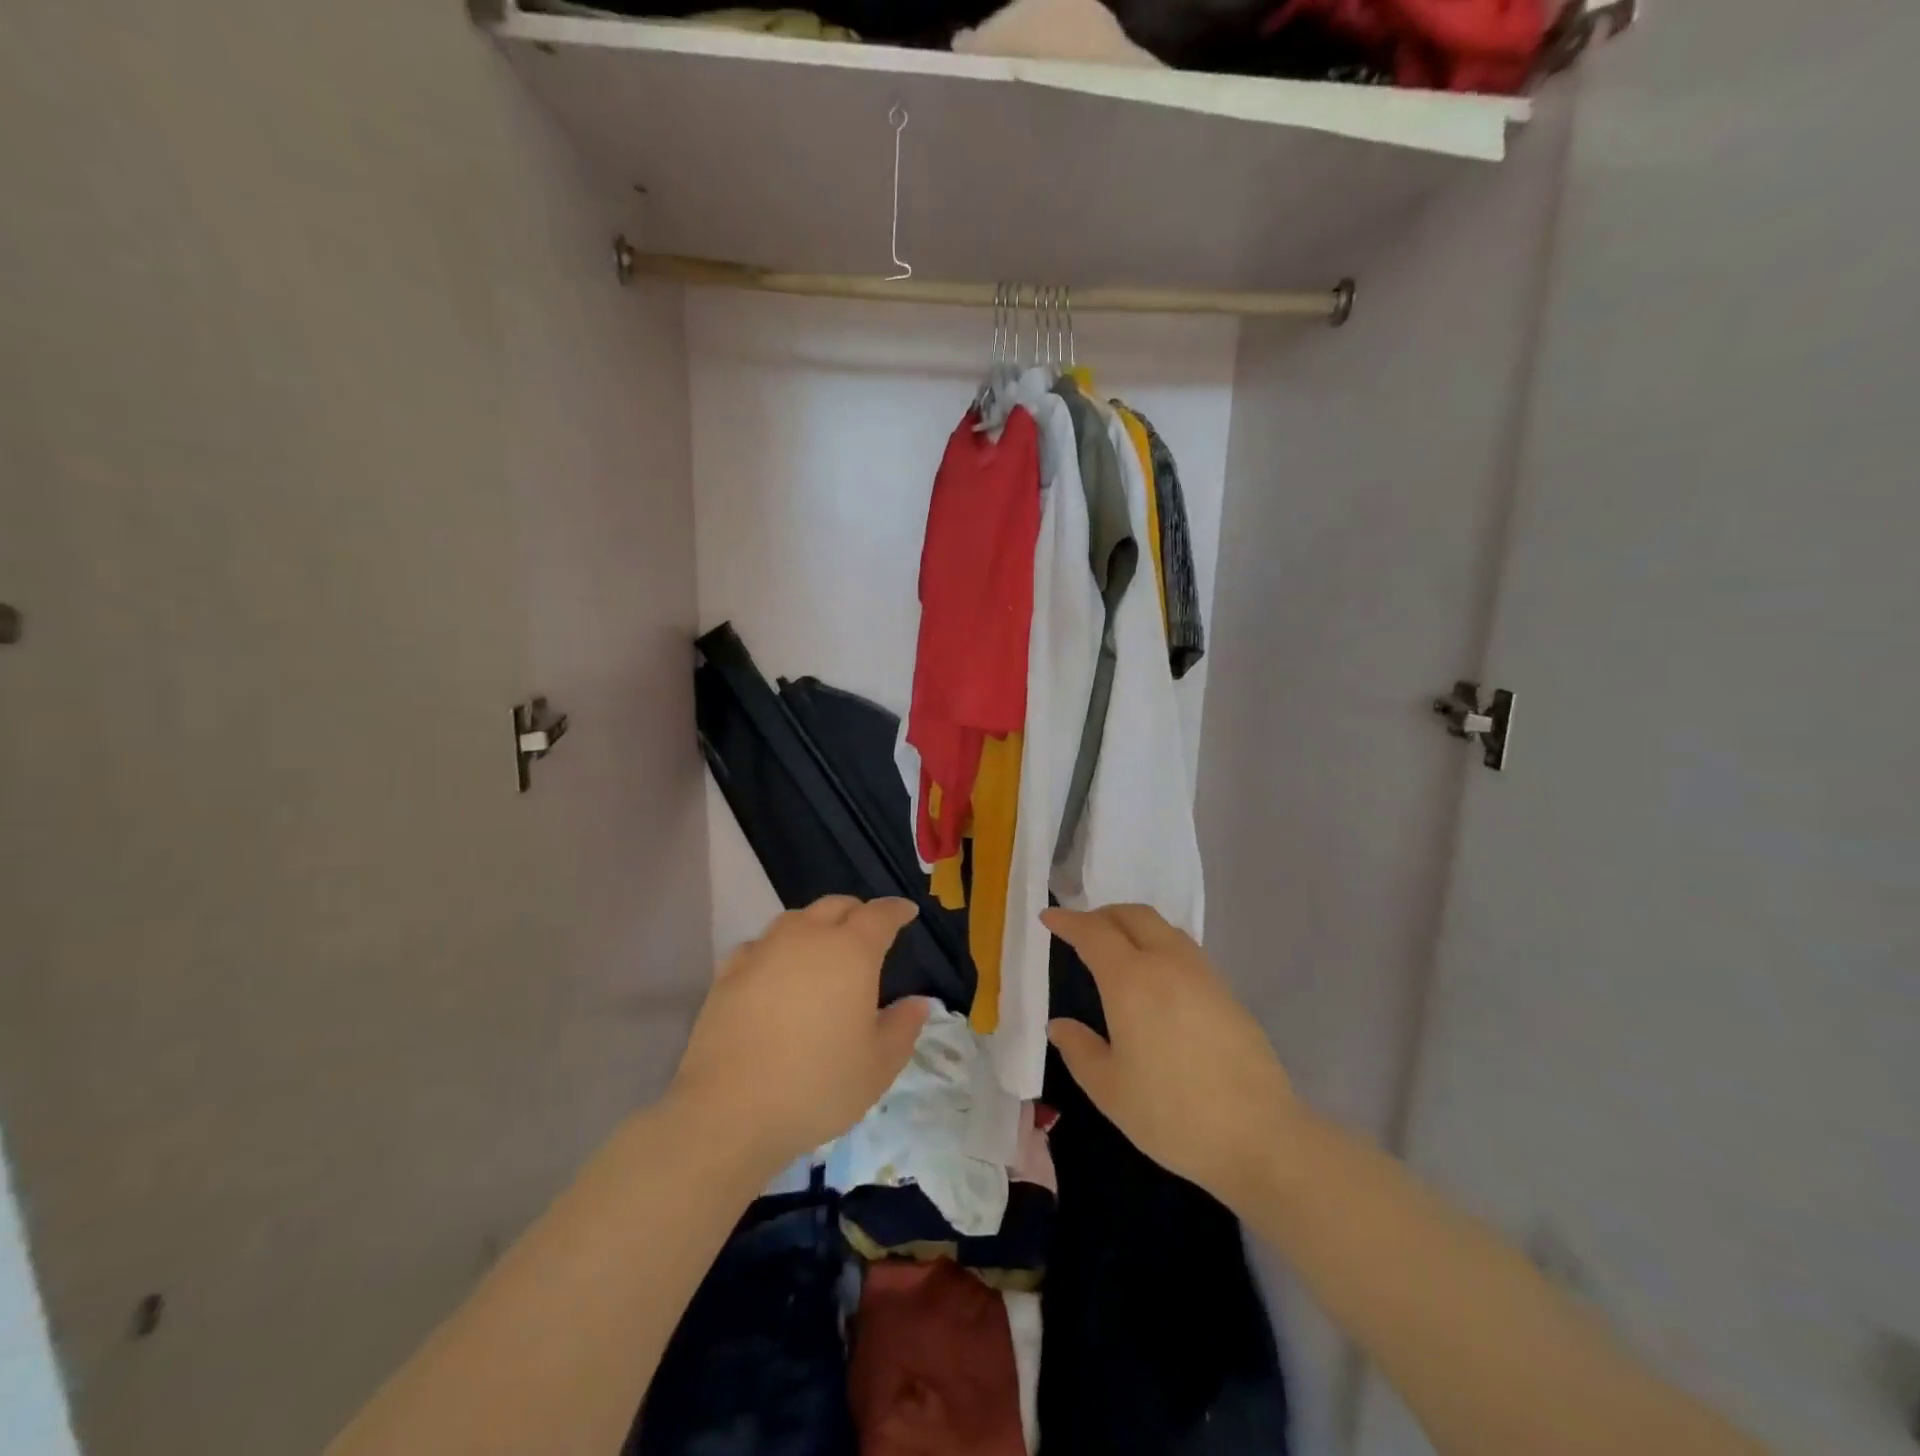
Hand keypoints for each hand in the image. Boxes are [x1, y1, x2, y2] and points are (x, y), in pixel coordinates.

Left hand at [670, 896, 929, 1172]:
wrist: (729, 1110)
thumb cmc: (817, 1085)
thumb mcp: (878, 1066)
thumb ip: (903, 1027)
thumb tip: (917, 1002)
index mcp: (852, 952)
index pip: (880, 914)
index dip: (897, 910)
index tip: (907, 912)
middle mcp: (807, 937)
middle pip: (836, 906)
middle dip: (857, 912)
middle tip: (868, 932)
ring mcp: (764, 950)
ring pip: (796, 919)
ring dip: (816, 925)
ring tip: (823, 948)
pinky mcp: (729, 972)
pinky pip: (761, 944)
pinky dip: (778, 948)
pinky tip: (777, 970)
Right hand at [1044, 904, 1303, 1209]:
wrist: (1260, 1136)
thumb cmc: (1172, 1113)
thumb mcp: (1109, 1089)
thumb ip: (1079, 1049)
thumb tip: (1059, 1025)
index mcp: (1131, 980)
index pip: (1093, 933)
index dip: (1068, 921)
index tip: (1049, 918)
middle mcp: (1168, 963)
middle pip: (1133, 915)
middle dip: (1103, 914)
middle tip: (1081, 930)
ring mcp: (1203, 974)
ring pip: (1163, 928)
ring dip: (1134, 926)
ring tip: (1118, 949)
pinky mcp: (1227, 992)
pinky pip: (1184, 949)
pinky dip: (1159, 945)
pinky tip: (1156, 978)